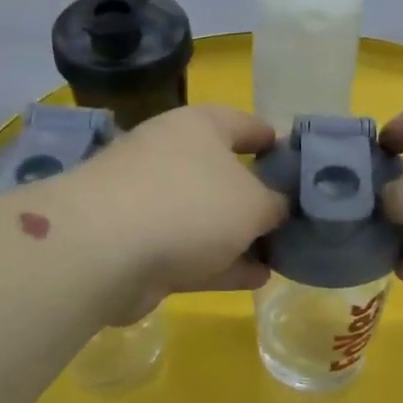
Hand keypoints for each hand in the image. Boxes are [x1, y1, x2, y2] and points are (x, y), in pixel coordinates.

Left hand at [57, 104, 287, 319]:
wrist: (103, 251)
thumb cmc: (190, 204)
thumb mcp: (254, 203)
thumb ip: (276, 204)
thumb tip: (277, 208)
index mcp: (199, 127)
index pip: (245, 124)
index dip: (275, 141)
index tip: (299, 164)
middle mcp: (171, 156)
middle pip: (224, 174)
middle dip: (258, 198)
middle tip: (294, 219)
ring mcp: (150, 202)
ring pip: (207, 218)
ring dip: (241, 237)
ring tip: (280, 255)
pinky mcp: (138, 246)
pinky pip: (191, 251)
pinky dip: (222, 263)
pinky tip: (256, 279)